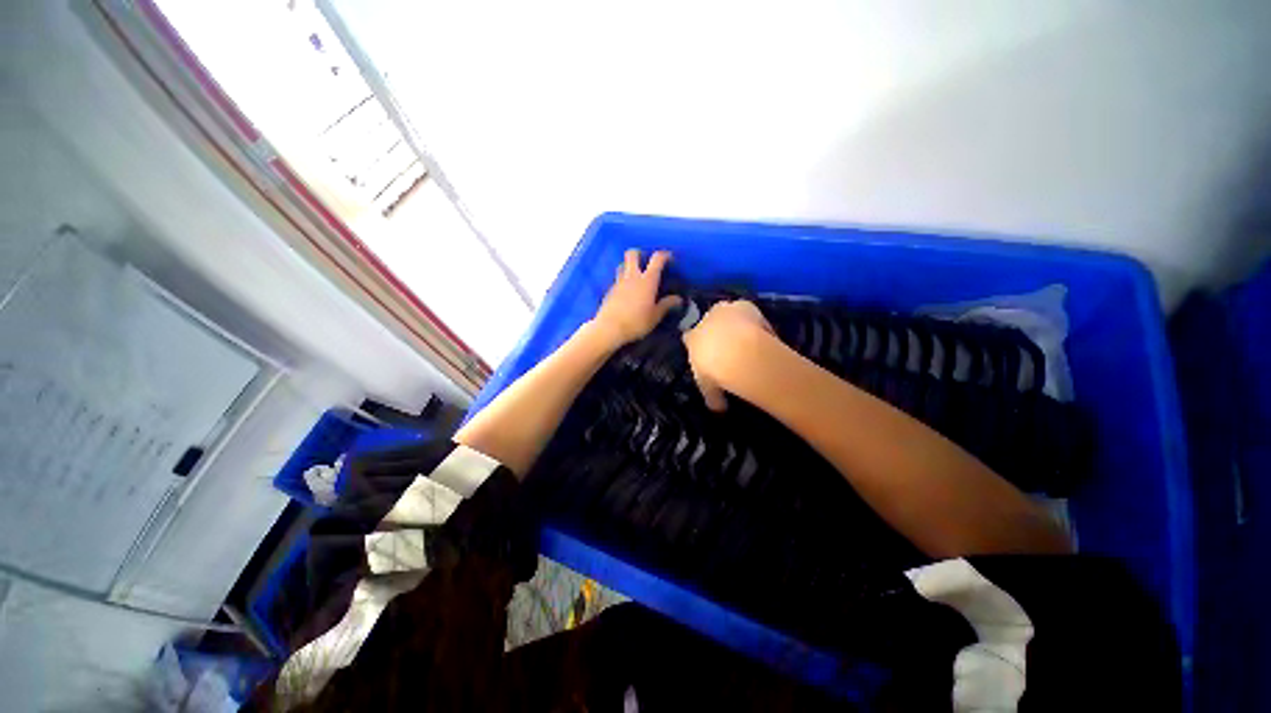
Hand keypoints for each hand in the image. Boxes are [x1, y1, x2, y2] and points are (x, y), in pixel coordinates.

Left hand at [591, 249, 681, 346]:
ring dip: (628, 265)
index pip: (657, 259)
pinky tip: (626, 291)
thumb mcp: (655, 316)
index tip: (670, 258)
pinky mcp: (609, 290)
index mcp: (647, 280)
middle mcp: (632, 276)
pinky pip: (617, 279)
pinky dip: (622, 280)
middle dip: (640, 254)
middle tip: (646, 262)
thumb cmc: (636, 322)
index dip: (665, 255)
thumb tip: (678, 299)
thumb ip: (666, 305)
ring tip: (635, 275)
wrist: (610, 328)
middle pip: (633, 254)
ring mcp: (618, 282)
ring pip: (622, 264)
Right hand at [683, 300, 774, 410]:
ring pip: (730, 316)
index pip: (690, 338)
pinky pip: (750, 315)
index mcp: (692, 338)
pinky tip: (766, 337)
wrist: (733, 350)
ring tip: (750, 342)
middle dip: (718, 332)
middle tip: (731, 348)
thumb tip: (718, 408)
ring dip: (737, 325)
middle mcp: (704, 320)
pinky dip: (757, 324)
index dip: (700, 345)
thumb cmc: (713, 369)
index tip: (709, 355)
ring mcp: (724, 310)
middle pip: (710, 322)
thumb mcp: (709, 387)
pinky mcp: (745, 305)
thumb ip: (712, 396)